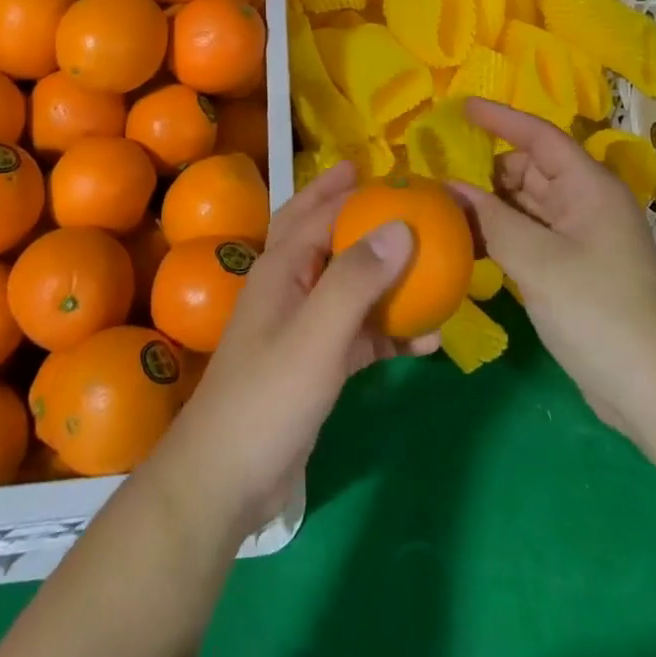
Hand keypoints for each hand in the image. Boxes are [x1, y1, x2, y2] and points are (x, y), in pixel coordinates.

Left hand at [145, 161, 438, 533]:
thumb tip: (402, 224)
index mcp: (282, 267)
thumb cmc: (268, 398)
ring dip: (385, 274)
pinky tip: (425, 341)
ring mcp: (302, 326)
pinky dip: (390, 330)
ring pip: (349, 283)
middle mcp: (290, 286)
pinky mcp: (316, 363)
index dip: (355, 189)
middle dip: (355, 209)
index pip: (321, 211)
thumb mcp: (317, 335)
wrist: (226, 482)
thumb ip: (357, 279)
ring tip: (429, 264)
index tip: (395, 174)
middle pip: (326, 233)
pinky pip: (359, 332)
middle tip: (395, 193)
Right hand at [451, 99, 655, 443]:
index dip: (501, 119)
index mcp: (589, 187)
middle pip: (530, 170)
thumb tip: (450, 188)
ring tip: (442, 205)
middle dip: (486, 170)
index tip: (461, 107)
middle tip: (437, 173)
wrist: (655, 391)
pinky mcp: (572, 270)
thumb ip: (491, 220)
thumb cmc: (598, 310)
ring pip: (526, 205)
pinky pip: (529, 236)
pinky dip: (501, 234)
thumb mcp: (538, 261)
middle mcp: (585, 203)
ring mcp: (580, 238)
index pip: (540, 137)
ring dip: (490, 205)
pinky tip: (467, 242)